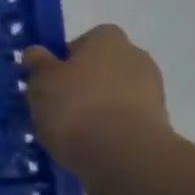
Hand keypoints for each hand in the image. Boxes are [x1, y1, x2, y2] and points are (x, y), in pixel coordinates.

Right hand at [22, 25, 171, 176]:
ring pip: (114, 96)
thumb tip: (36, 52)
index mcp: (108, 39)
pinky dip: (109, 130)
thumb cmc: (76, 106)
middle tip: (56, 106)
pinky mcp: (158, 125)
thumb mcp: (41, 81)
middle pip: (101, 68)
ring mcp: (152, 92)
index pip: (84, 41)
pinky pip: (124, 121)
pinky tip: (89, 146)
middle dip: (82, 84)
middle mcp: (136, 57)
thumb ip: (38, 64)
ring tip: (70, 132)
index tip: (50, 81)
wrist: (123, 155)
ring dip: (96, 109)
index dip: (65, 59)